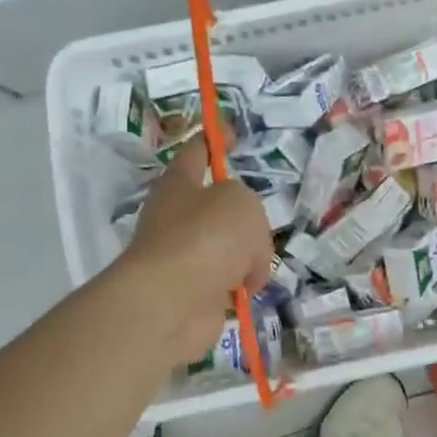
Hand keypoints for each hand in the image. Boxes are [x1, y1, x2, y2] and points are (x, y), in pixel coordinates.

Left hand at [120, 137, 274, 365]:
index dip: (215, 139)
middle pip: (215, 205)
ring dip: (246, 257)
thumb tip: (244, 255)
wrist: (175, 302)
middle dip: (242, 215)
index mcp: (180, 183)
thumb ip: (250, 211)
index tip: (233, 135)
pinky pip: (225, 283)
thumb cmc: (207, 237)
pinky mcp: (192, 293)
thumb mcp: (243, 202)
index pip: (197, 151)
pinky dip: (240, 288)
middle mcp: (176, 217)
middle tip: (261, 223)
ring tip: (256, 265)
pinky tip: (248, 291)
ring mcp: (182, 257)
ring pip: (225, 247)